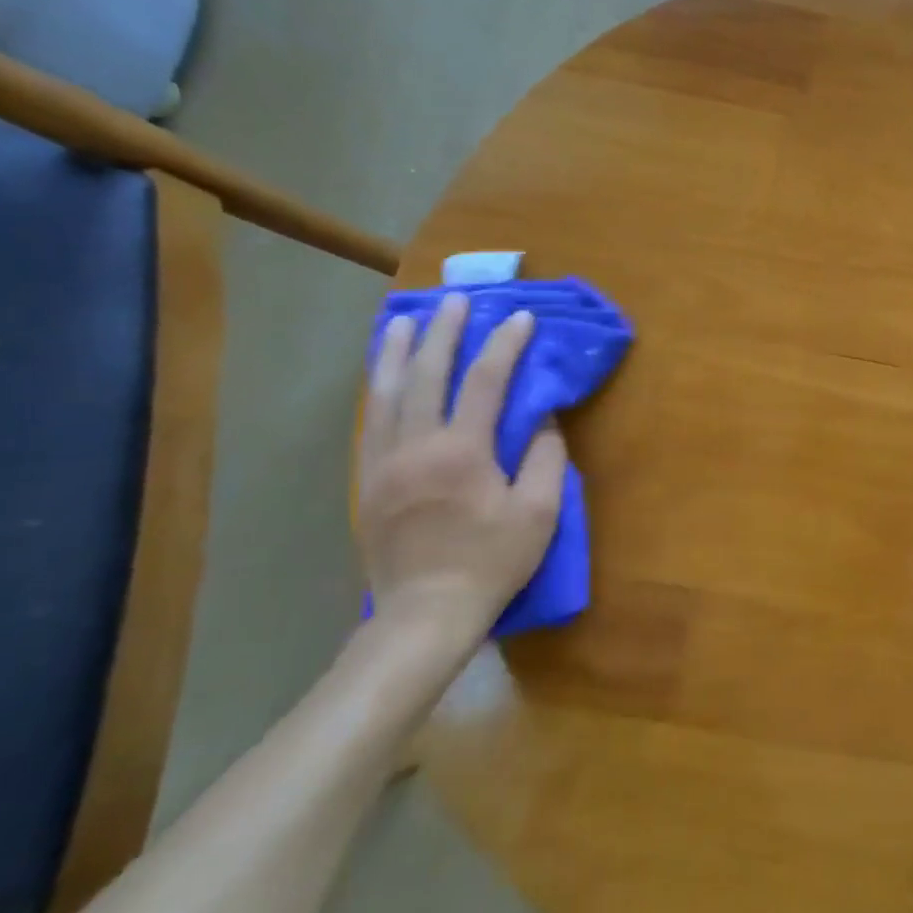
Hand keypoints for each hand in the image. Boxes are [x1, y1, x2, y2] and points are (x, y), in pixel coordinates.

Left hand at [357, 292, 566, 657]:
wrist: (426, 611)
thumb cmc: (492, 561)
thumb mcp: (538, 514)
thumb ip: (544, 458)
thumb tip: (541, 418)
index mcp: (462, 452)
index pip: (484, 382)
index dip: (504, 345)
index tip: (520, 318)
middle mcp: (416, 446)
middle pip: (425, 375)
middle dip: (444, 333)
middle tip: (456, 300)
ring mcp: (383, 462)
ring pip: (384, 393)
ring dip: (397, 351)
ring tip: (406, 320)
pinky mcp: (367, 481)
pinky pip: (371, 421)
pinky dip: (378, 389)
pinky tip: (383, 376)